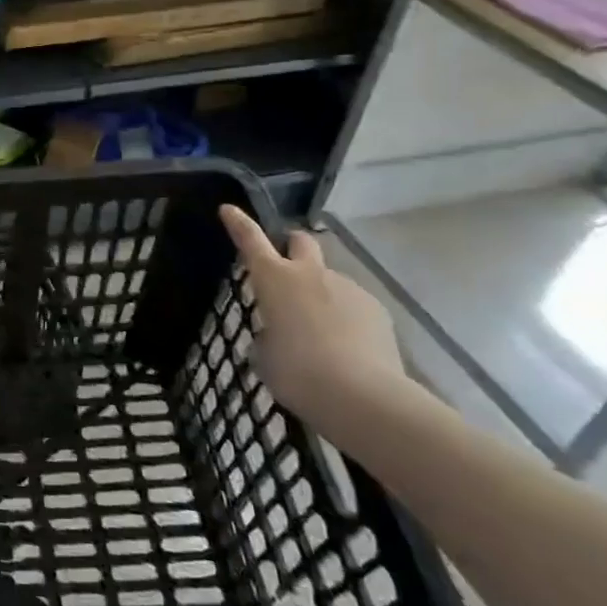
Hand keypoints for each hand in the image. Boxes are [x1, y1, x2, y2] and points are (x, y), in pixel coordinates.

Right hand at [218, 205, 410, 423]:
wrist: (362, 396)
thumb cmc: (297, 372)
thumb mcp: (265, 355)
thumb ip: (269, 335)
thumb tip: (280, 334)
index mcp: (274, 280)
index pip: (250, 241)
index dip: (238, 223)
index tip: (229, 209)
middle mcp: (311, 274)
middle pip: (301, 241)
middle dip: (292, 246)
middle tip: (287, 267)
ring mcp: (348, 289)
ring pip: (330, 280)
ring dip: (321, 295)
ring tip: (321, 334)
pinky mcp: (377, 310)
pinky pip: (354, 305)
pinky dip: (346, 318)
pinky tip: (347, 349)